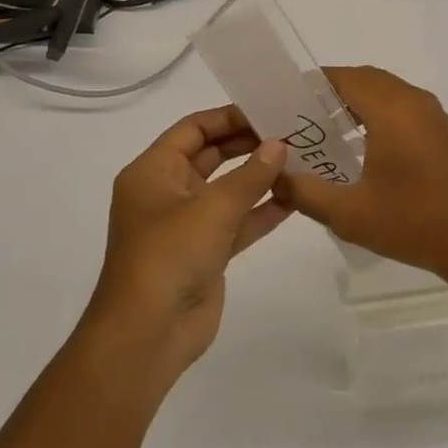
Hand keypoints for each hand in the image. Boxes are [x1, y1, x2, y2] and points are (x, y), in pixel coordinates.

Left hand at [86, 105, 292, 384]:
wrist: (147, 336)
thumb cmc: (170, 256)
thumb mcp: (213, 208)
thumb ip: (250, 175)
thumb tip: (280, 145)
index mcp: (153, 171)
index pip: (193, 129)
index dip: (229, 117)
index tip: (268, 111)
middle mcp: (167, 192)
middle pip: (210, 156)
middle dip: (248, 144)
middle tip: (291, 133)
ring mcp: (186, 224)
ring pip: (227, 190)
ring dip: (259, 177)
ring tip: (299, 161)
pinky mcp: (205, 253)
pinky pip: (236, 222)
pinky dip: (261, 211)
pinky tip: (294, 199)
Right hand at [274, 66, 447, 289]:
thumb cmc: (414, 223)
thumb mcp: (349, 213)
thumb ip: (305, 192)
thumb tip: (276, 178)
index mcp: (391, 109)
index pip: (345, 77)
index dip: (313, 83)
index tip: (286, 100)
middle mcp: (414, 101)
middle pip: (366, 79)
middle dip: (332, 92)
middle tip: (302, 117)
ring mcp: (435, 115)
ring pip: (388, 92)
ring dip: (358, 102)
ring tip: (327, 132)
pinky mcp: (445, 132)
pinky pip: (405, 107)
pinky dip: (380, 114)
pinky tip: (365, 148)